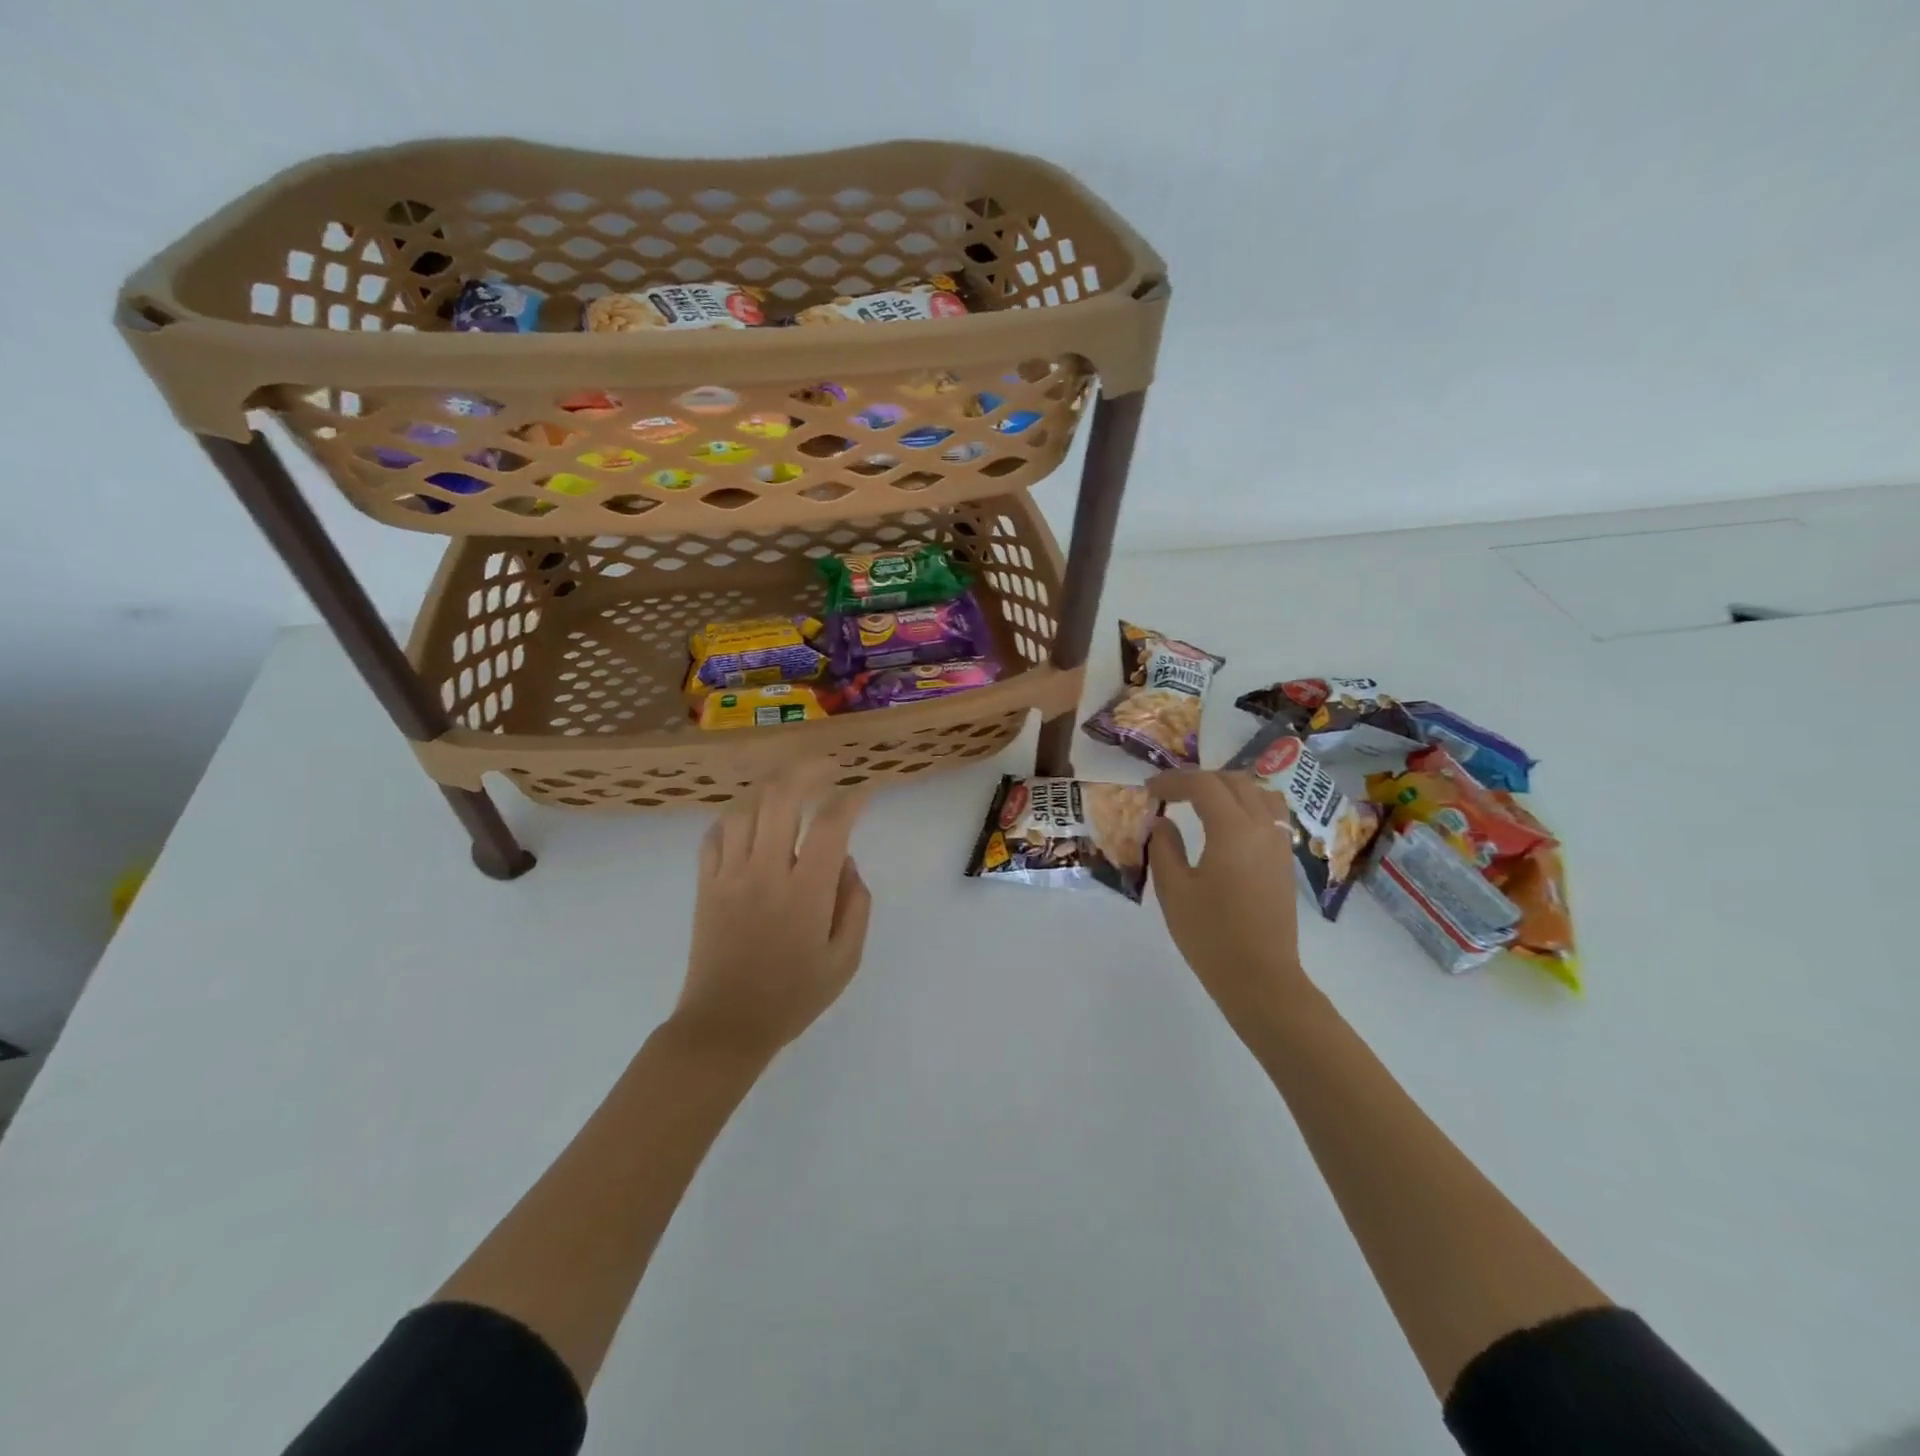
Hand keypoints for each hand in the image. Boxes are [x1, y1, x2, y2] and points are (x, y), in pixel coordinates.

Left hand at [671, 767, 872, 1060]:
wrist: (726, 1026)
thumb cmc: (793, 996)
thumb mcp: (846, 959)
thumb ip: (856, 904)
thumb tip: (846, 861)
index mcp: (806, 892)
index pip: (832, 824)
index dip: (853, 799)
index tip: (865, 791)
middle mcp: (766, 872)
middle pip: (781, 797)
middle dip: (808, 771)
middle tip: (828, 768)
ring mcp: (729, 875)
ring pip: (744, 808)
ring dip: (770, 789)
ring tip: (790, 788)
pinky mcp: (705, 885)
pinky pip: (715, 834)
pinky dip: (735, 816)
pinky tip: (751, 819)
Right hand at [1148, 770, 1313, 1036]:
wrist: (1260, 977)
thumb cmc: (1210, 934)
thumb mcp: (1174, 889)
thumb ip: (1164, 847)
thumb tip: (1162, 822)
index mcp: (1233, 829)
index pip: (1203, 785)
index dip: (1173, 780)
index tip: (1149, 789)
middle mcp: (1262, 827)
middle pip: (1234, 781)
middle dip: (1199, 780)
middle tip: (1170, 792)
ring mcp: (1279, 843)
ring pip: (1258, 793)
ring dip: (1227, 788)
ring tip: (1201, 801)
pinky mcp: (1285, 860)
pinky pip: (1269, 814)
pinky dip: (1246, 805)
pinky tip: (1227, 824)